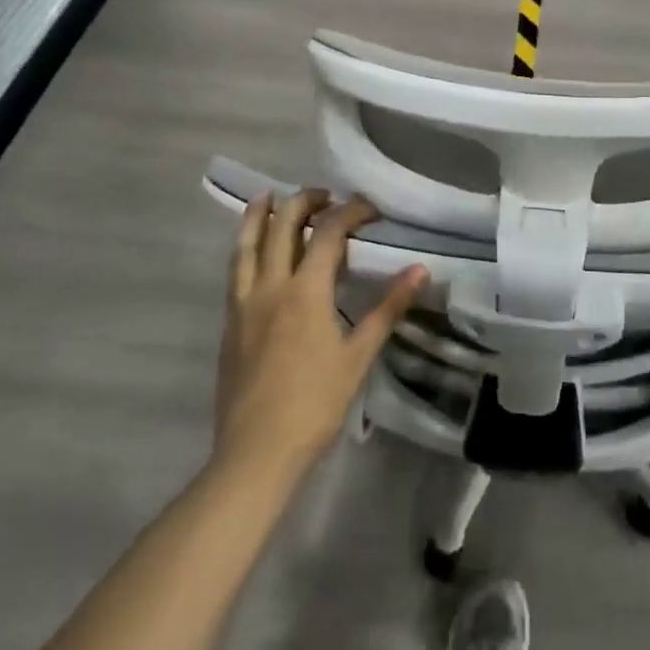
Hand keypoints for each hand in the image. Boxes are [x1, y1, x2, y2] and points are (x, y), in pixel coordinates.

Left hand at [214, 192, 426, 476]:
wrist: (257, 452)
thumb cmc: (316, 404)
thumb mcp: (359, 355)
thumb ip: (388, 308)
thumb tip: (420, 269)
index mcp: (305, 291)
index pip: (328, 232)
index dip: (350, 212)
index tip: (370, 210)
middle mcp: (270, 287)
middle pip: (281, 226)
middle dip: (303, 202)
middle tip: (325, 197)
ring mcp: (243, 305)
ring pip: (245, 245)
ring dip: (259, 216)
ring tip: (268, 197)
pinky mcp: (229, 324)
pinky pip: (235, 271)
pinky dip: (245, 248)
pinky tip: (253, 252)